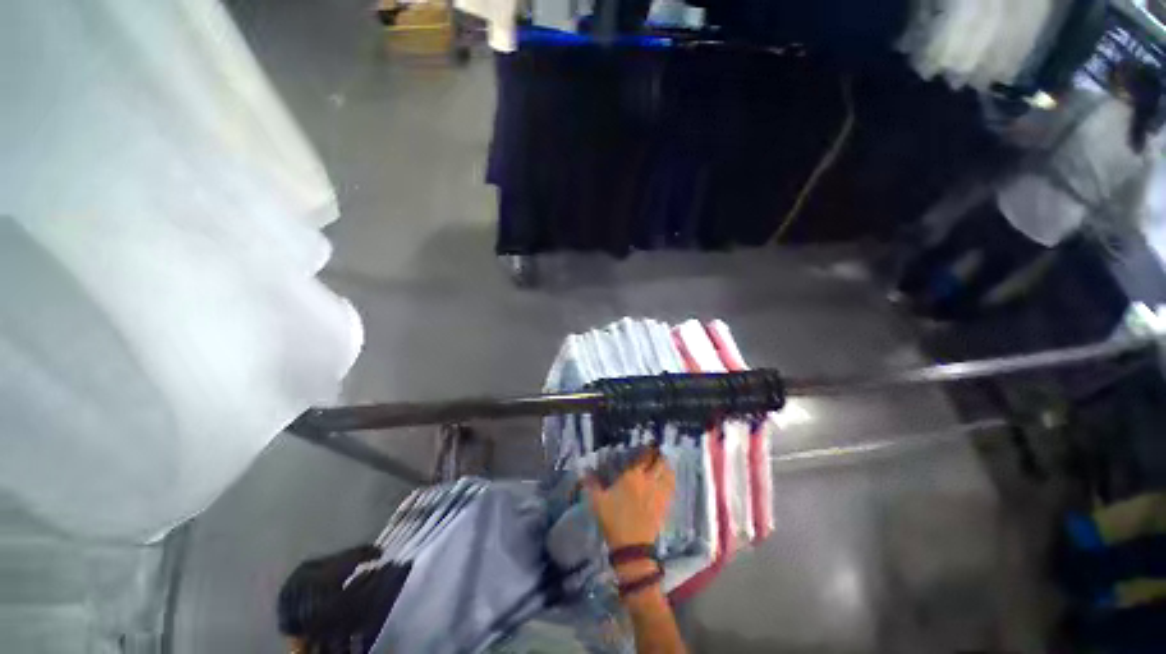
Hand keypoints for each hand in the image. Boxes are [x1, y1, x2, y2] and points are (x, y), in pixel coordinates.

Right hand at [582, 449, 674, 550]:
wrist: (632, 546)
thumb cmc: (613, 520)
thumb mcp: (597, 501)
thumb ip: (591, 483)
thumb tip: (584, 470)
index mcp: (632, 476)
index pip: (644, 456)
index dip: (647, 449)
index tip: (646, 444)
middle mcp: (648, 480)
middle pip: (659, 462)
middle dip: (658, 454)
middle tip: (655, 451)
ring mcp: (658, 492)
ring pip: (668, 473)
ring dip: (666, 465)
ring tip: (663, 463)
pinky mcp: (664, 505)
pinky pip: (671, 487)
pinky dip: (670, 479)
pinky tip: (667, 479)